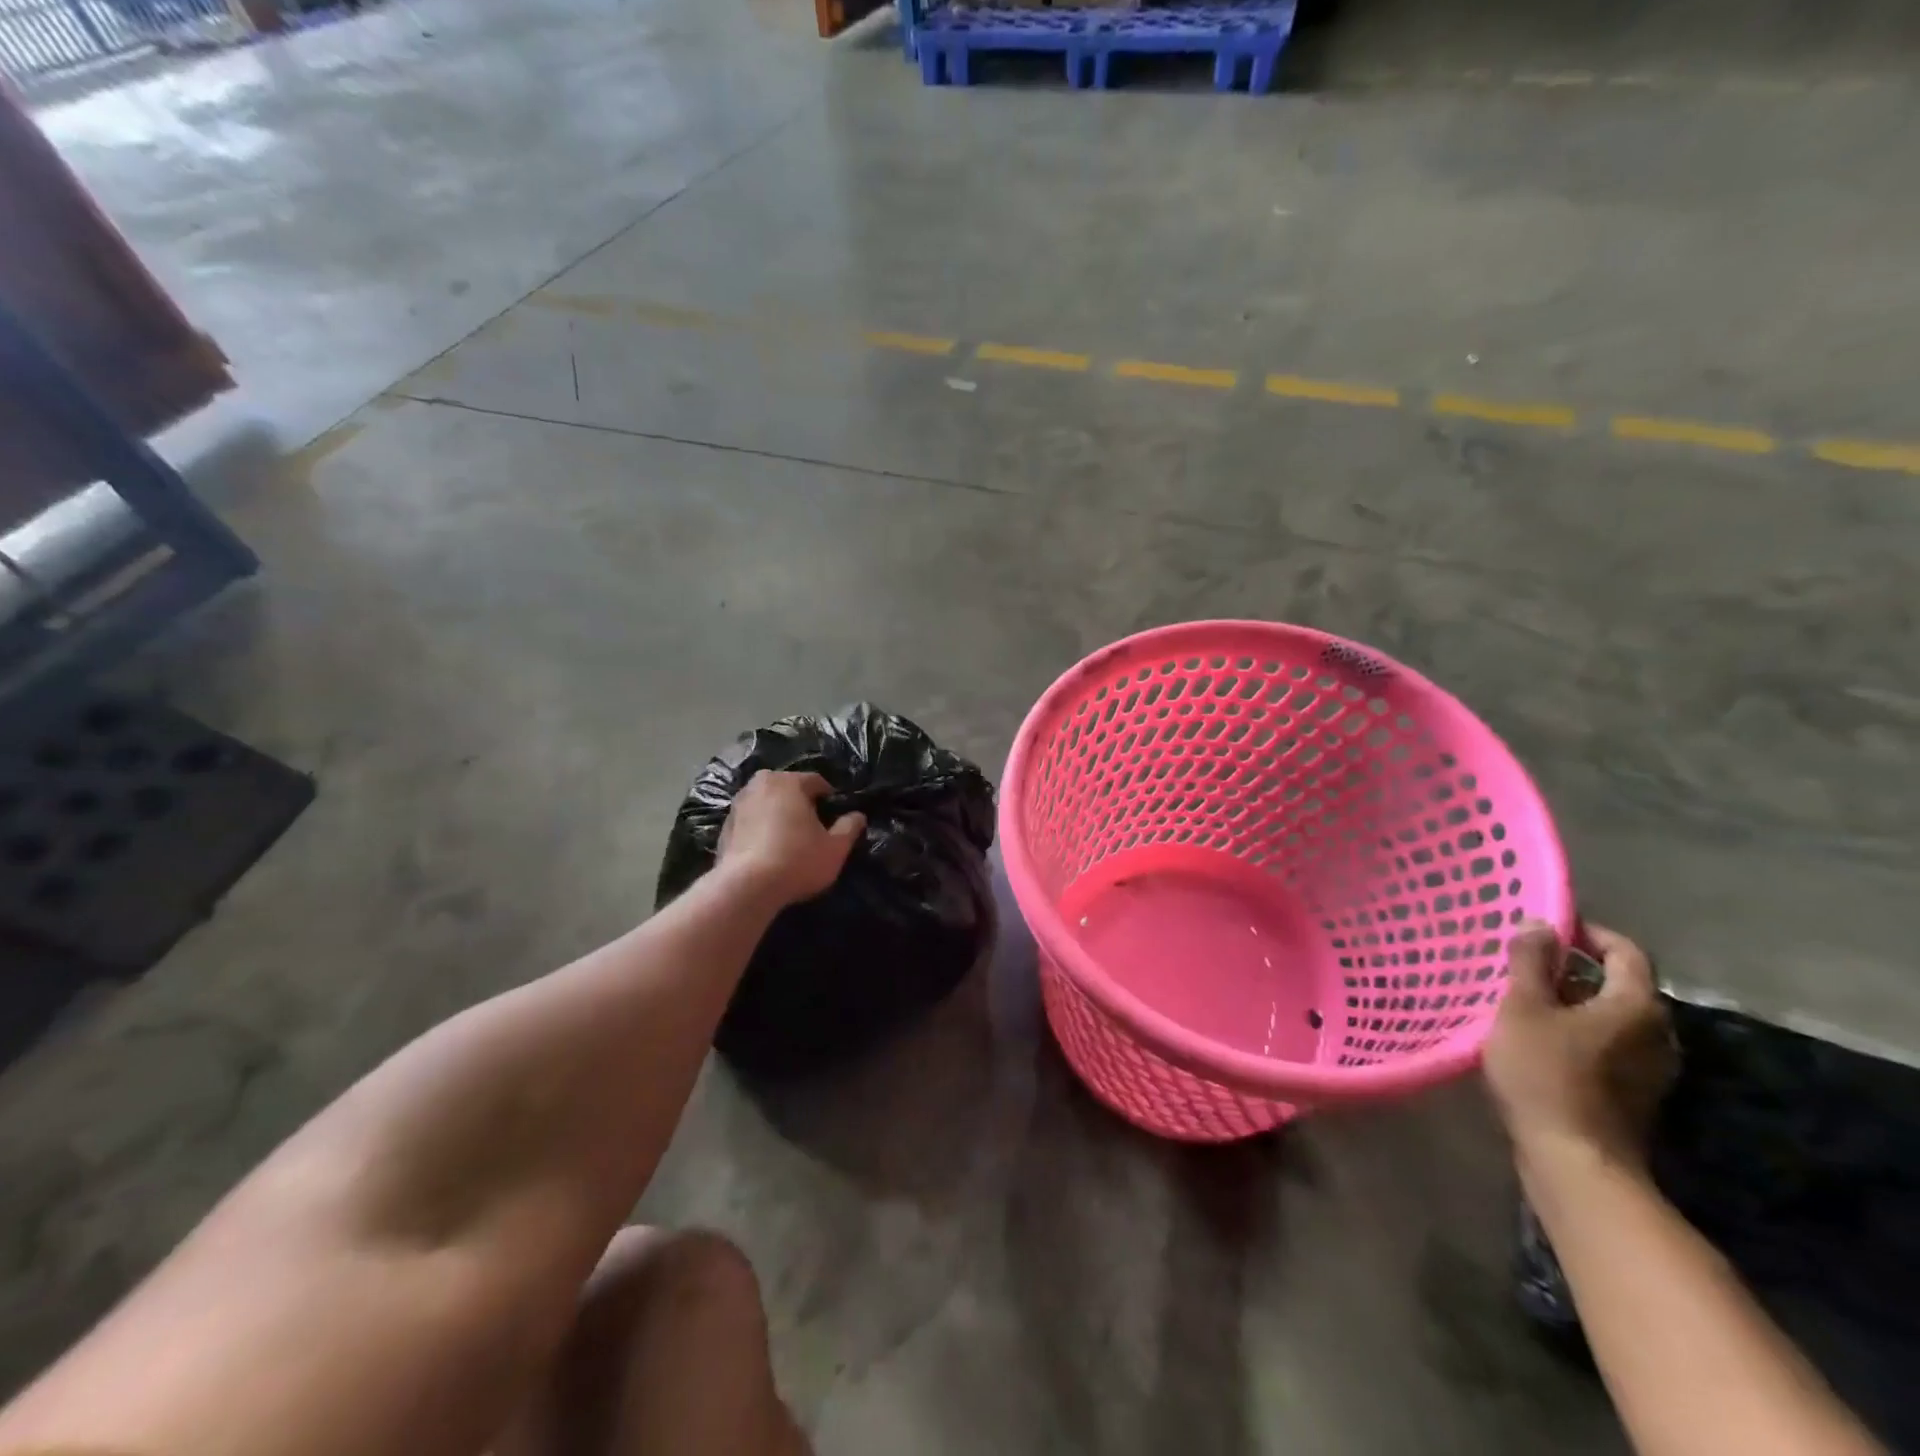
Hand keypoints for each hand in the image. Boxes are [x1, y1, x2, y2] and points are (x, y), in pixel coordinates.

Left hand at [717, 771, 865, 907]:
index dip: (830, 798)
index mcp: (788, 782)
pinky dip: (761, 830)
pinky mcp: (724, 827)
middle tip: (813, 828)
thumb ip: (849, 828)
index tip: (835, 817)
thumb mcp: (835, 848)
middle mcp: (759, 785)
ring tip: (790, 840)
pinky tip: (768, 851)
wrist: (745, 888)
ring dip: (779, 815)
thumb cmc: (797, 861)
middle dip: (801, 804)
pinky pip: (751, 822)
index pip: (816, 781)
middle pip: (788, 790)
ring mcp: (738, 805)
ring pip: (767, 804)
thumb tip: (858, 816)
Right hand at [1483, 921, 1675, 1170]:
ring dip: (1574, 1002)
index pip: (1625, 951)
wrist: (1574, 1161)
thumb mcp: (1522, 1008)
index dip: (1588, 933)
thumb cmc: (1545, 1074)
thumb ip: (1530, 963)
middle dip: (1575, 969)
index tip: (1547, 929)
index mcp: (1636, 1006)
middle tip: (1526, 965)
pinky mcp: (1635, 1093)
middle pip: (1620, 985)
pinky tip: (1541, 1039)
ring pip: (1612, 1017)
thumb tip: (1540, 923)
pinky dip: (1579, 1031)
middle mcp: (1657, 1033)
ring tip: (1527, 1000)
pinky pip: (1609, 1045)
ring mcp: (1651, 1068)